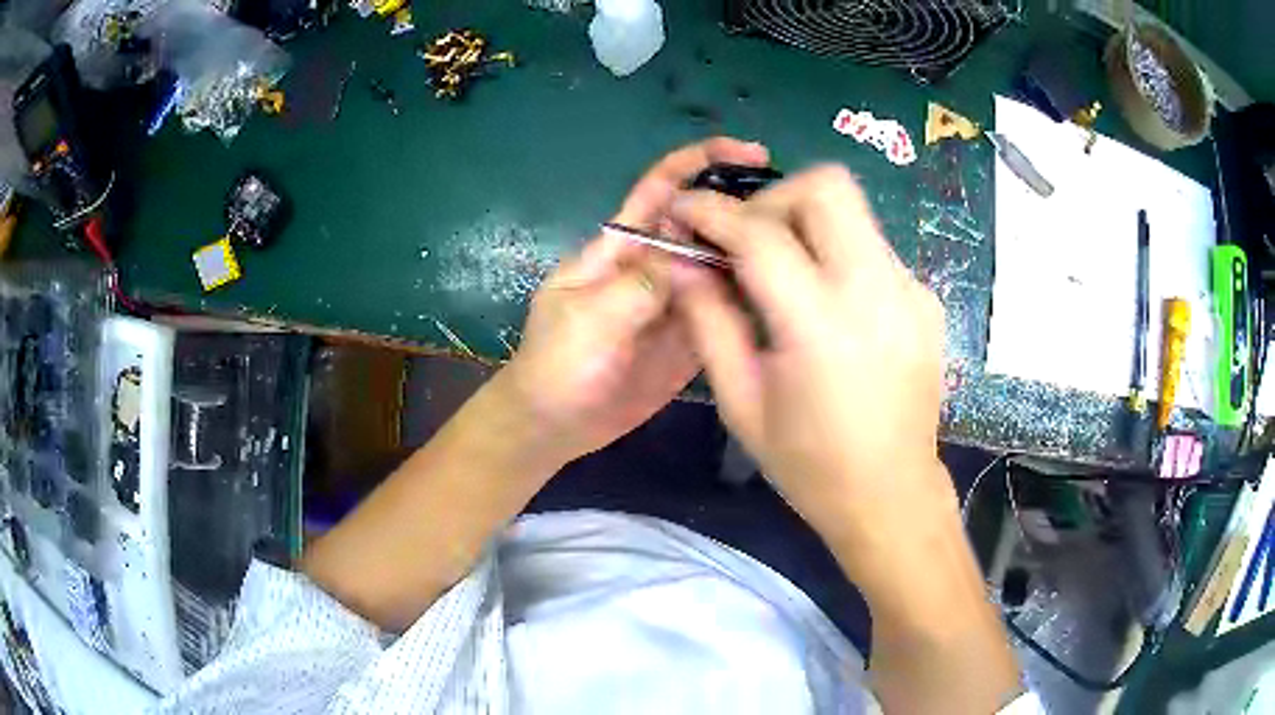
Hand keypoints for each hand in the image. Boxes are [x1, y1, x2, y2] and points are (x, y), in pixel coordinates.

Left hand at [495, 137, 770, 465]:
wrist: (555, 424)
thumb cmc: (557, 363)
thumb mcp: (589, 317)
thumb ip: (640, 285)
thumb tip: (694, 257)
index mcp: (621, 246)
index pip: (662, 187)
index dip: (700, 161)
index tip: (749, 152)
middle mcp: (655, 265)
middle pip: (704, 225)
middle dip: (743, 211)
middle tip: (796, 220)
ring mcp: (676, 302)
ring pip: (721, 267)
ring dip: (755, 258)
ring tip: (802, 259)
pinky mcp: (690, 338)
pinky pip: (724, 311)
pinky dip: (751, 302)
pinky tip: (784, 301)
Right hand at [670, 165, 952, 560]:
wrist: (892, 495)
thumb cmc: (809, 464)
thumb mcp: (741, 401)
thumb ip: (708, 321)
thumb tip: (682, 262)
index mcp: (821, 326)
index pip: (762, 235)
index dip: (714, 213)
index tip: (685, 206)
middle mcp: (876, 292)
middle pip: (827, 187)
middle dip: (775, 198)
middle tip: (748, 239)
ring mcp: (910, 291)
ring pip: (854, 210)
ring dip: (807, 223)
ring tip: (784, 271)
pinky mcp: (925, 299)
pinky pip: (873, 248)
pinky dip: (838, 255)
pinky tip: (828, 304)